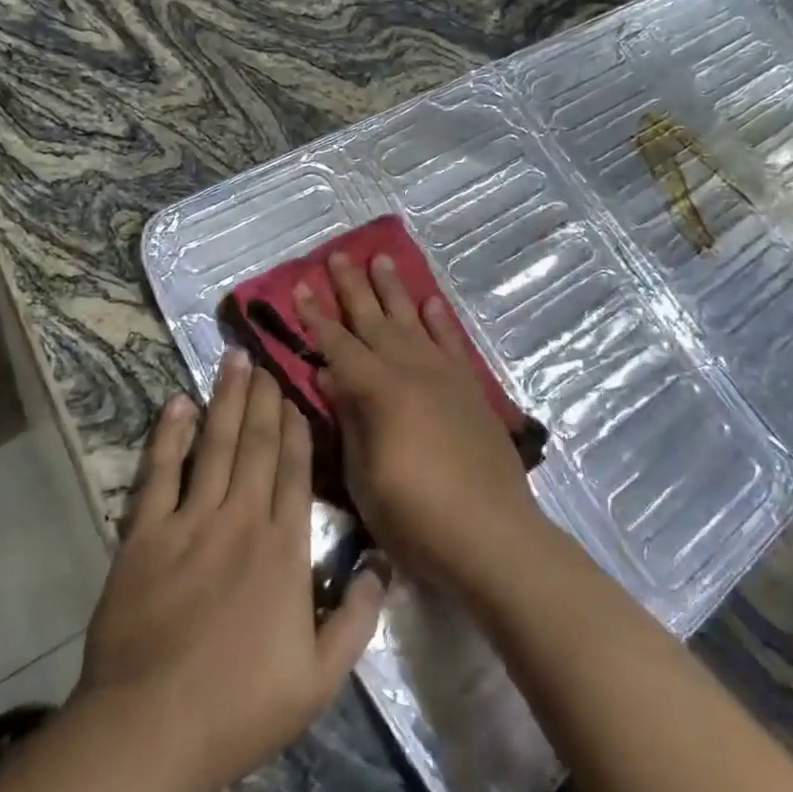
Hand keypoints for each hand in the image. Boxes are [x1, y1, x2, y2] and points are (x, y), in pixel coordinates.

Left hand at [72, 351, 384, 791]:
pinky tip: (178, 403)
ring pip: (215, 445)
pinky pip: (159, 472)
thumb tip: (382, 563)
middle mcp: (241, 518)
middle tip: (264, 360)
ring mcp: (190, 521)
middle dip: (263, 398)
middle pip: (257, 444)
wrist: (149, 731)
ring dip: (225, 399)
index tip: (296, 392)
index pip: (295, 470)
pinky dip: (170, 435)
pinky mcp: (144, 533)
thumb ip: (357, 618)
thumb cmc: (239, 707)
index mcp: (284, 548)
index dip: (296, 426)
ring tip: (233, 361)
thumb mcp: (319, 680)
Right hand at [295, 251, 548, 595]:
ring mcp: (444, 375)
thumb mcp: (365, 475)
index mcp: (379, 390)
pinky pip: (451, 342)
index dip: (316, 318)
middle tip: (337, 257)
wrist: (493, 534)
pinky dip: (439, 320)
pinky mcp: (470, 388)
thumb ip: (349, 419)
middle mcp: (411, 369)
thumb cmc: (417, 516)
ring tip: (381, 259)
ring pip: (412, 320)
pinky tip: (430, 302)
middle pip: (374, 320)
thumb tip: (330, 375)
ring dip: (394, 290)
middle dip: (352, 288)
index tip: (300, 288)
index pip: (337, 345)